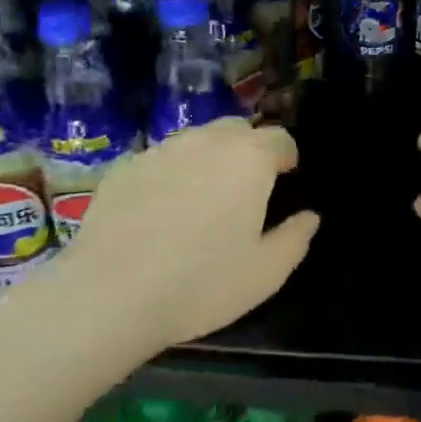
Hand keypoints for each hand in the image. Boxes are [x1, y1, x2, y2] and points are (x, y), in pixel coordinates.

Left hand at [61, 118, 317, 355]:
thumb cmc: (201, 283)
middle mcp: (206, 140)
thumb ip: (294, 239)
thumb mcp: (265, 274)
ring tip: (201, 198)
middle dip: (247, 149)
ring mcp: (161, 149)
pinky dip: (170, 174)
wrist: (111, 292)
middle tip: (244, 189)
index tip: (285, 179)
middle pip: (237, 129)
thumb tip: (309, 216)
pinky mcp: (125, 165)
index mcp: (249, 159)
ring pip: (196, 139)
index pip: (279, 137)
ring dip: (207, 158)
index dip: (286, 156)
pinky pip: (160, 159)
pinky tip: (159, 211)